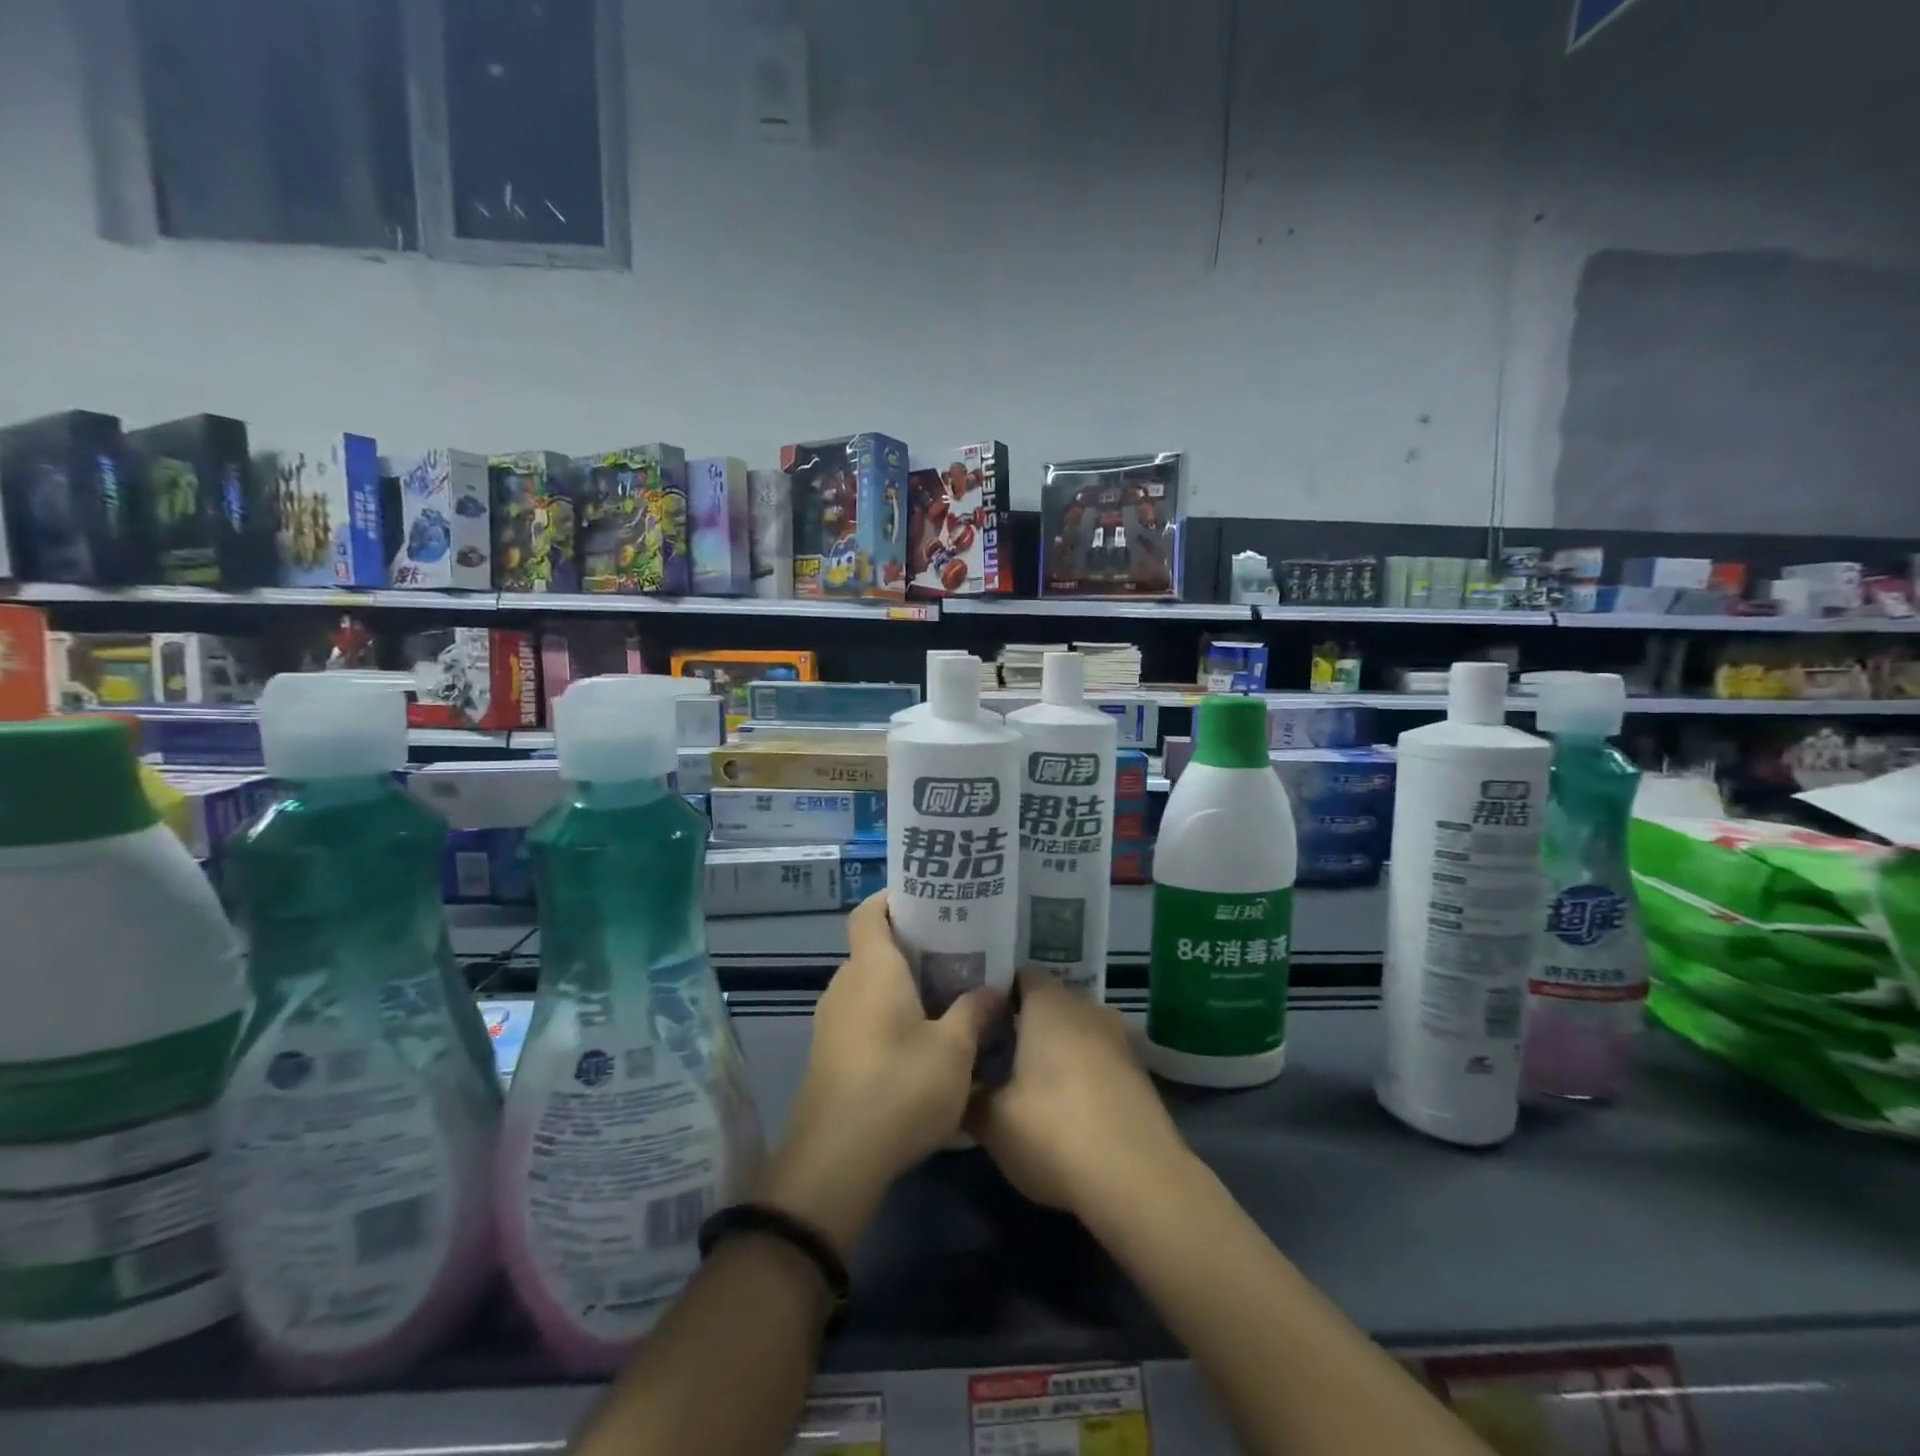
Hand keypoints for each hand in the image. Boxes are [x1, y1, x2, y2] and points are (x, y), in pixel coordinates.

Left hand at [763, 891, 1001, 1256]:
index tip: (929, 901)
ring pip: (870, 985)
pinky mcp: (830, 1055)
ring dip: (903, 985)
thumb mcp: (953, 1051)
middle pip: (874, 948)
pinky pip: (862, 1015)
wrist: (834, 1162)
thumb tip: (994, 990)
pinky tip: (922, 1040)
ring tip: (948, 994)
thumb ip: (974, 1013)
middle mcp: (845, 986)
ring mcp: (832, 1022)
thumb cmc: (898, 1089)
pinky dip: (890, 1014)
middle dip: (913, 946)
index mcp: (872, 969)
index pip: (869, 912)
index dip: (894, 898)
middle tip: (958, 951)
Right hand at [967, 972, 1189, 1217]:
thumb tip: (958, 1085)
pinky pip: (1099, 1057)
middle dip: (1024, 1021)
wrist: (1139, 1180)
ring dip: (1056, 1047)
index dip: (996, 992)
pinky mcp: (1139, 1072)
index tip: (976, 1017)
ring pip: (1077, 1030)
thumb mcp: (993, 1121)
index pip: (1020, 975)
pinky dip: (1082, 1071)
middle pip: (1049, 1002)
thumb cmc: (1054, 1132)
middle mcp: (1087, 1008)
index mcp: (1049, 1003)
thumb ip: (969, 1094)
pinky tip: (1067, 1105)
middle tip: (995, 1050)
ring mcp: (1118, 1038)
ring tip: (1029, 1079)